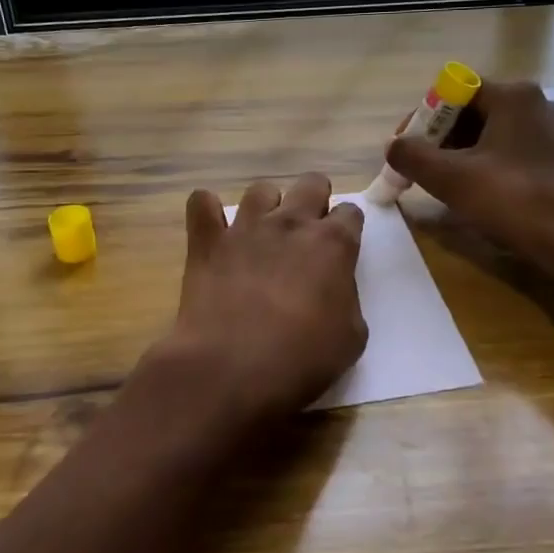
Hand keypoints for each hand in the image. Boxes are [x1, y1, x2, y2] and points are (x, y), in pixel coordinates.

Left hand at [142, 173, 367, 438]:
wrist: (231, 369)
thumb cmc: (300, 360)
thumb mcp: (350, 339)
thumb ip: (348, 300)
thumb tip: (335, 288)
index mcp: (333, 244)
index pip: (350, 213)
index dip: (348, 228)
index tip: (341, 248)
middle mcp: (292, 223)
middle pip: (311, 184)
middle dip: (315, 200)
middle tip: (307, 231)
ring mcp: (246, 227)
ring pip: (261, 190)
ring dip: (267, 206)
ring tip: (263, 233)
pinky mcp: (207, 240)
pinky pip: (202, 202)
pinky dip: (208, 211)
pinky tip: (214, 230)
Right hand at [386, 80, 553, 289]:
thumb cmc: (510, 200)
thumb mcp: (448, 178)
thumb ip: (411, 155)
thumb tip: (393, 146)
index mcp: (513, 96)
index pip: (453, 92)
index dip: (423, 118)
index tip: (406, 148)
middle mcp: (541, 104)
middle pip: (478, 112)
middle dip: (445, 138)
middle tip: (424, 168)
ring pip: (504, 133)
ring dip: (475, 151)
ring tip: (456, 180)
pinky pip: (531, 153)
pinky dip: (511, 163)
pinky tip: (505, 181)